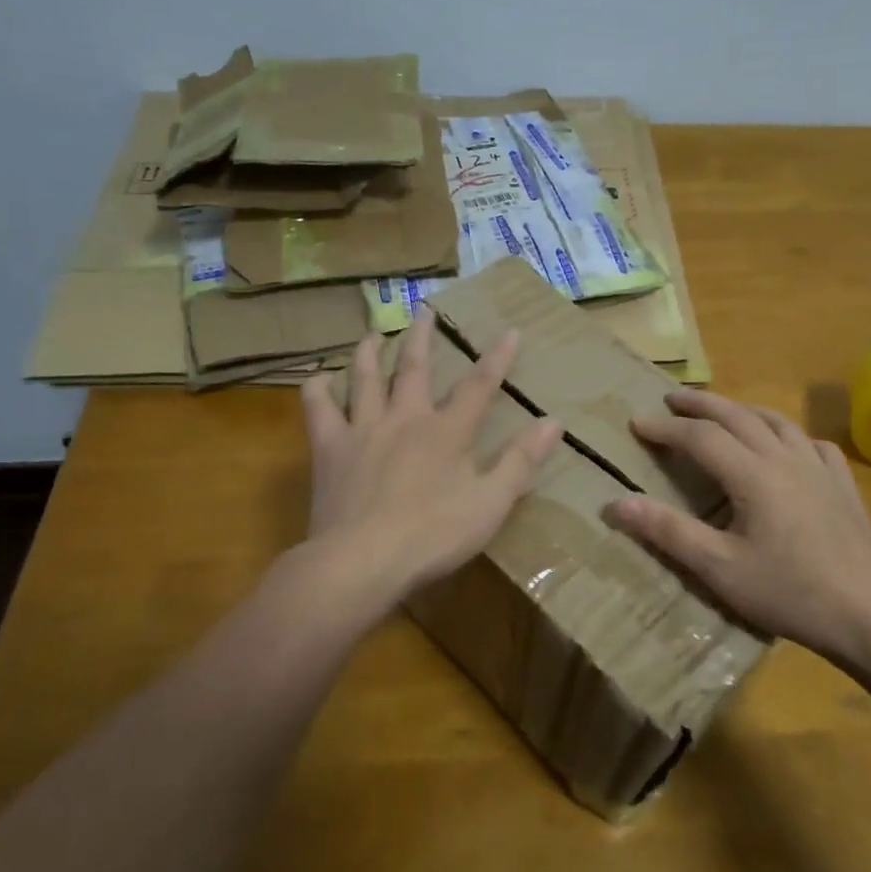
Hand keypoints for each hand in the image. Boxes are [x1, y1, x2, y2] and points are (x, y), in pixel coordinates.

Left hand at [299, 308, 563, 615]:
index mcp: (447, 431)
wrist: (362, 560)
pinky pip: (318, 409)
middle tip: (425, 311)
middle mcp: (405, 418)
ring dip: (371, 352)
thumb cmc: (433, 535)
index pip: (479, 386)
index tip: (510, 331)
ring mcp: (363, 430)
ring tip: (374, 334)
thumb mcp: (491, 503)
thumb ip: (521, 461)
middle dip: (424, 338)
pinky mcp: (329, 449)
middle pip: (415, 368)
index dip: (497, 358)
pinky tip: (319, 380)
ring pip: (365, 378)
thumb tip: (553, 422)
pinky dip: (317, 390)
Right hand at [603, 390, 870, 666]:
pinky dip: (788, 435)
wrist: (870, 614)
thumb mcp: (719, 568)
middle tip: (672, 398)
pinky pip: (811, 443)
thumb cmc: (790, 592)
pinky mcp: (843, 484)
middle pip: (736, 416)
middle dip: (700, 403)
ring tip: (722, 412)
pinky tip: (787, 447)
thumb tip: (617, 503)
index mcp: (753, 474)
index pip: (700, 436)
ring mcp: (819, 467)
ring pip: (775, 421)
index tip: (636, 423)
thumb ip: (668, 532)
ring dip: (742, 410)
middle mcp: (785, 458)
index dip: (665, 427)